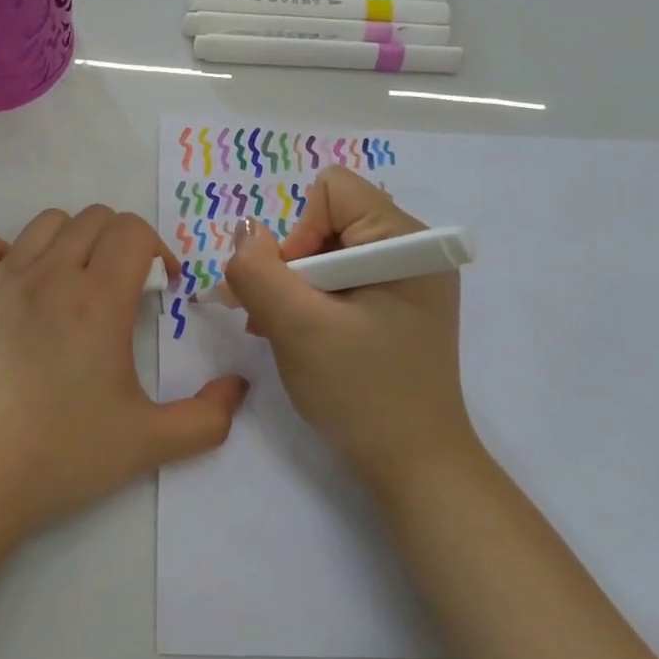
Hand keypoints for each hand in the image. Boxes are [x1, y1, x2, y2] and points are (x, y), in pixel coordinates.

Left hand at [0, 206, 249, 548]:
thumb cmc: (64, 455)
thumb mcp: (150, 444)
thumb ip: (208, 417)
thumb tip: (238, 386)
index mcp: (98, 298)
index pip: (133, 230)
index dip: (158, 250)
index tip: (162, 289)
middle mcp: (50, 275)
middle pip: (93, 218)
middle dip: (120, 241)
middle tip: (124, 287)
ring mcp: (1, 283)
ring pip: (44, 224)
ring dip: (71, 240)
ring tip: (75, 283)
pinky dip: (3, 251)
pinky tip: (16, 286)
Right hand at [221, 167, 476, 492]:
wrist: (413, 466)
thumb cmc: (361, 392)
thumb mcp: (297, 327)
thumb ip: (258, 270)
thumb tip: (245, 231)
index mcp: (407, 241)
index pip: (332, 192)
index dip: (298, 234)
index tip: (296, 290)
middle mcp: (413, 250)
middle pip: (326, 221)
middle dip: (290, 265)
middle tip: (273, 317)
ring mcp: (406, 280)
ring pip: (326, 252)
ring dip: (293, 287)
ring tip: (279, 330)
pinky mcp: (395, 306)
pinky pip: (339, 280)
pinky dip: (310, 302)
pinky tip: (297, 336)